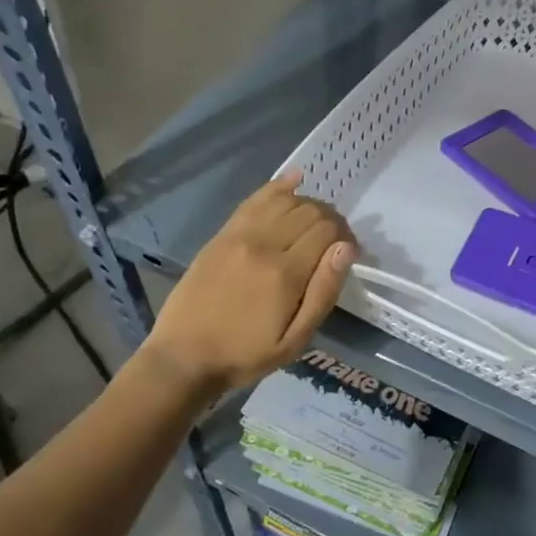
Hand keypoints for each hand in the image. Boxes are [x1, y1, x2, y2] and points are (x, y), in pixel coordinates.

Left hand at [141, 170, 355, 396]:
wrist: (184, 356)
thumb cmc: (245, 355)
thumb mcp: (295, 340)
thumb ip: (323, 292)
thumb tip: (345, 249)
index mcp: (286, 273)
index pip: (327, 231)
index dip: (346, 236)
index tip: (350, 252)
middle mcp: (263, 244)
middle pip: (309, 211)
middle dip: (331, 219)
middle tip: (335, 240)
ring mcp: (239, 235)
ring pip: (285, 200)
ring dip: (308, 204)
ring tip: (315, 222)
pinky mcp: (222, 235)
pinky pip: (254, 200)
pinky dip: (277, 187)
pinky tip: (294, 180)